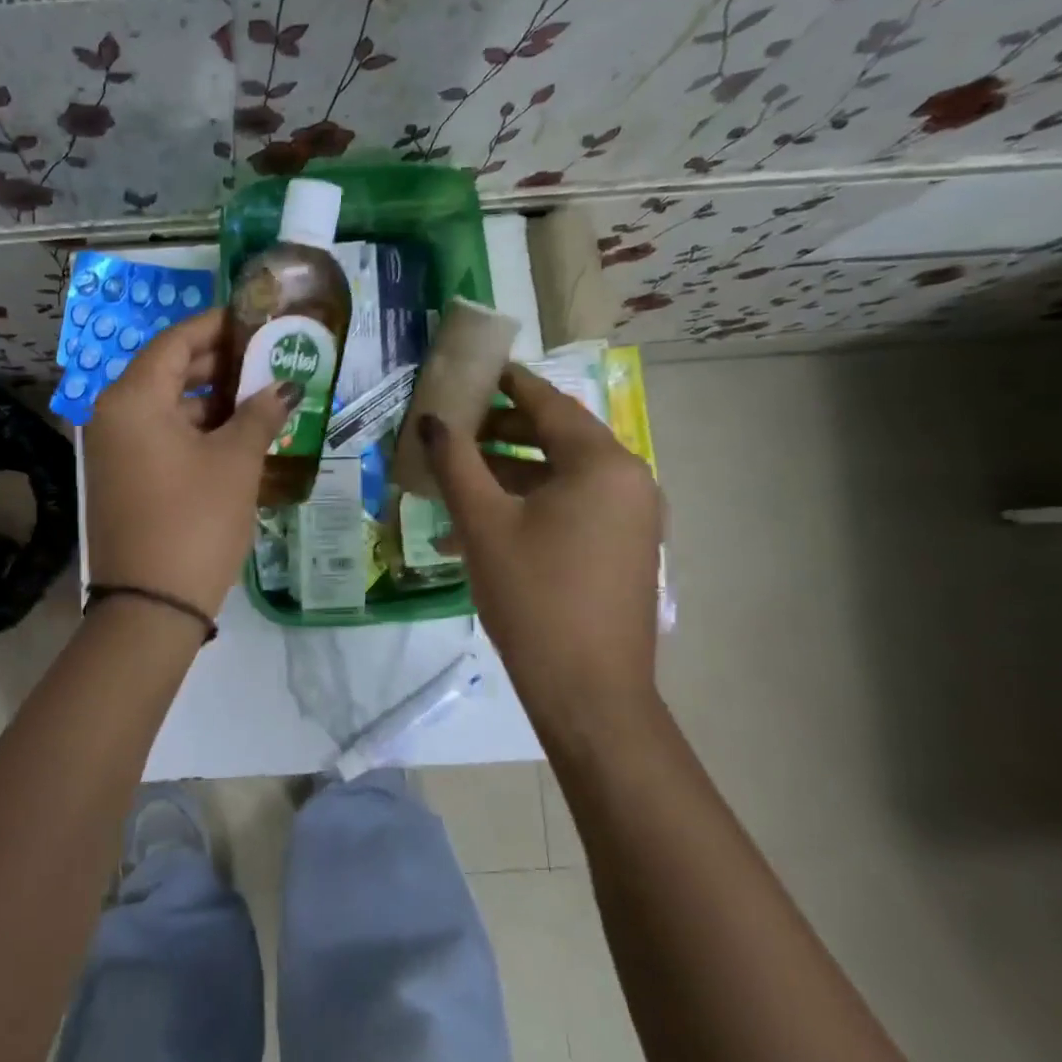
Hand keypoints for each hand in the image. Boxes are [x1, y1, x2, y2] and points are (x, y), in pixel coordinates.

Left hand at [83, 308, 298, 616]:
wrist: (150, 605)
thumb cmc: (194, 521)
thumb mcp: (235, 463)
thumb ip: (259, 414)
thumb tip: (285, 386)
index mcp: (132, 399)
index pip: (175, 342)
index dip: (217, 327)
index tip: (254, 321)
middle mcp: (112, 416)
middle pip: (167, 372)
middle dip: (218, 366)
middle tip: (266, 360)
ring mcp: (112, 450)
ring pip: (165, 408)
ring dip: (209, 402)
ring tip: (259, 399)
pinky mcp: (120, 478)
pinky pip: (158, 437)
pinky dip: (193, 432)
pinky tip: (233, 437)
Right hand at [418, 363, 661, 713]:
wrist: (588, 692)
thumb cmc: (533, 597)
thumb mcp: (483, 525)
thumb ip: (455, 463)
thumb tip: (431, 420)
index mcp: (602, 464)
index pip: (549, 404)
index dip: (508, 384)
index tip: (475, 369)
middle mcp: (628, 481)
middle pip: (556, 438)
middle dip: (500, 432)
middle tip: (452, 427)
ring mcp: (630, 518)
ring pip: (559, 477)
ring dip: (507, 474)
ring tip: (455, 476)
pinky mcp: (622, 549)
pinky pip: (570, 509)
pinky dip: (527, 506)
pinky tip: (479, 527)